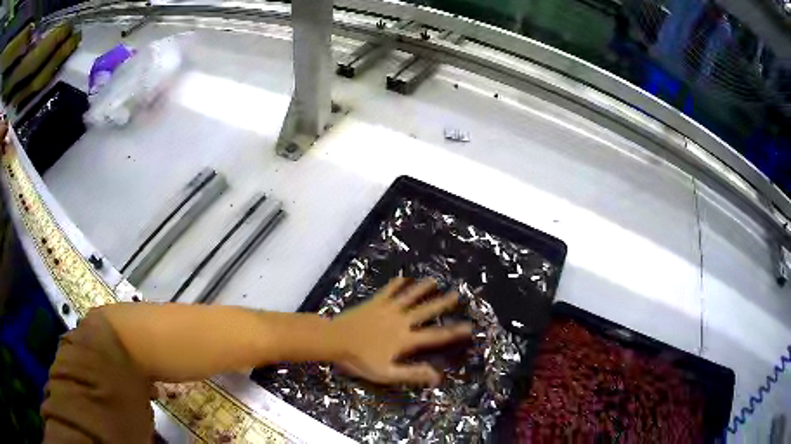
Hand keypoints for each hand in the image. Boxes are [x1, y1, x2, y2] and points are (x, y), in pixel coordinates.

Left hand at [328, 277, 472, 386]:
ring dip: (421, 289)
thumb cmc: (359, 359)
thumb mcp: (386, 373)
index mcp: (405, 339)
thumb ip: (412, 374)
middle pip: (425, 311)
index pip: (435, 336)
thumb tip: (437, 376)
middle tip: (456, 294)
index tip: (468, 326)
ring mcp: (387, 309)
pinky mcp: (373, 302)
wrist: (335, 339)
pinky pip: (388, 291)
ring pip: (409, 297)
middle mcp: (400, 321)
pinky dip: (395, 284)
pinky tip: (401, 277)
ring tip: (433, 281)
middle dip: (441, 303)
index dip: (453, 331)